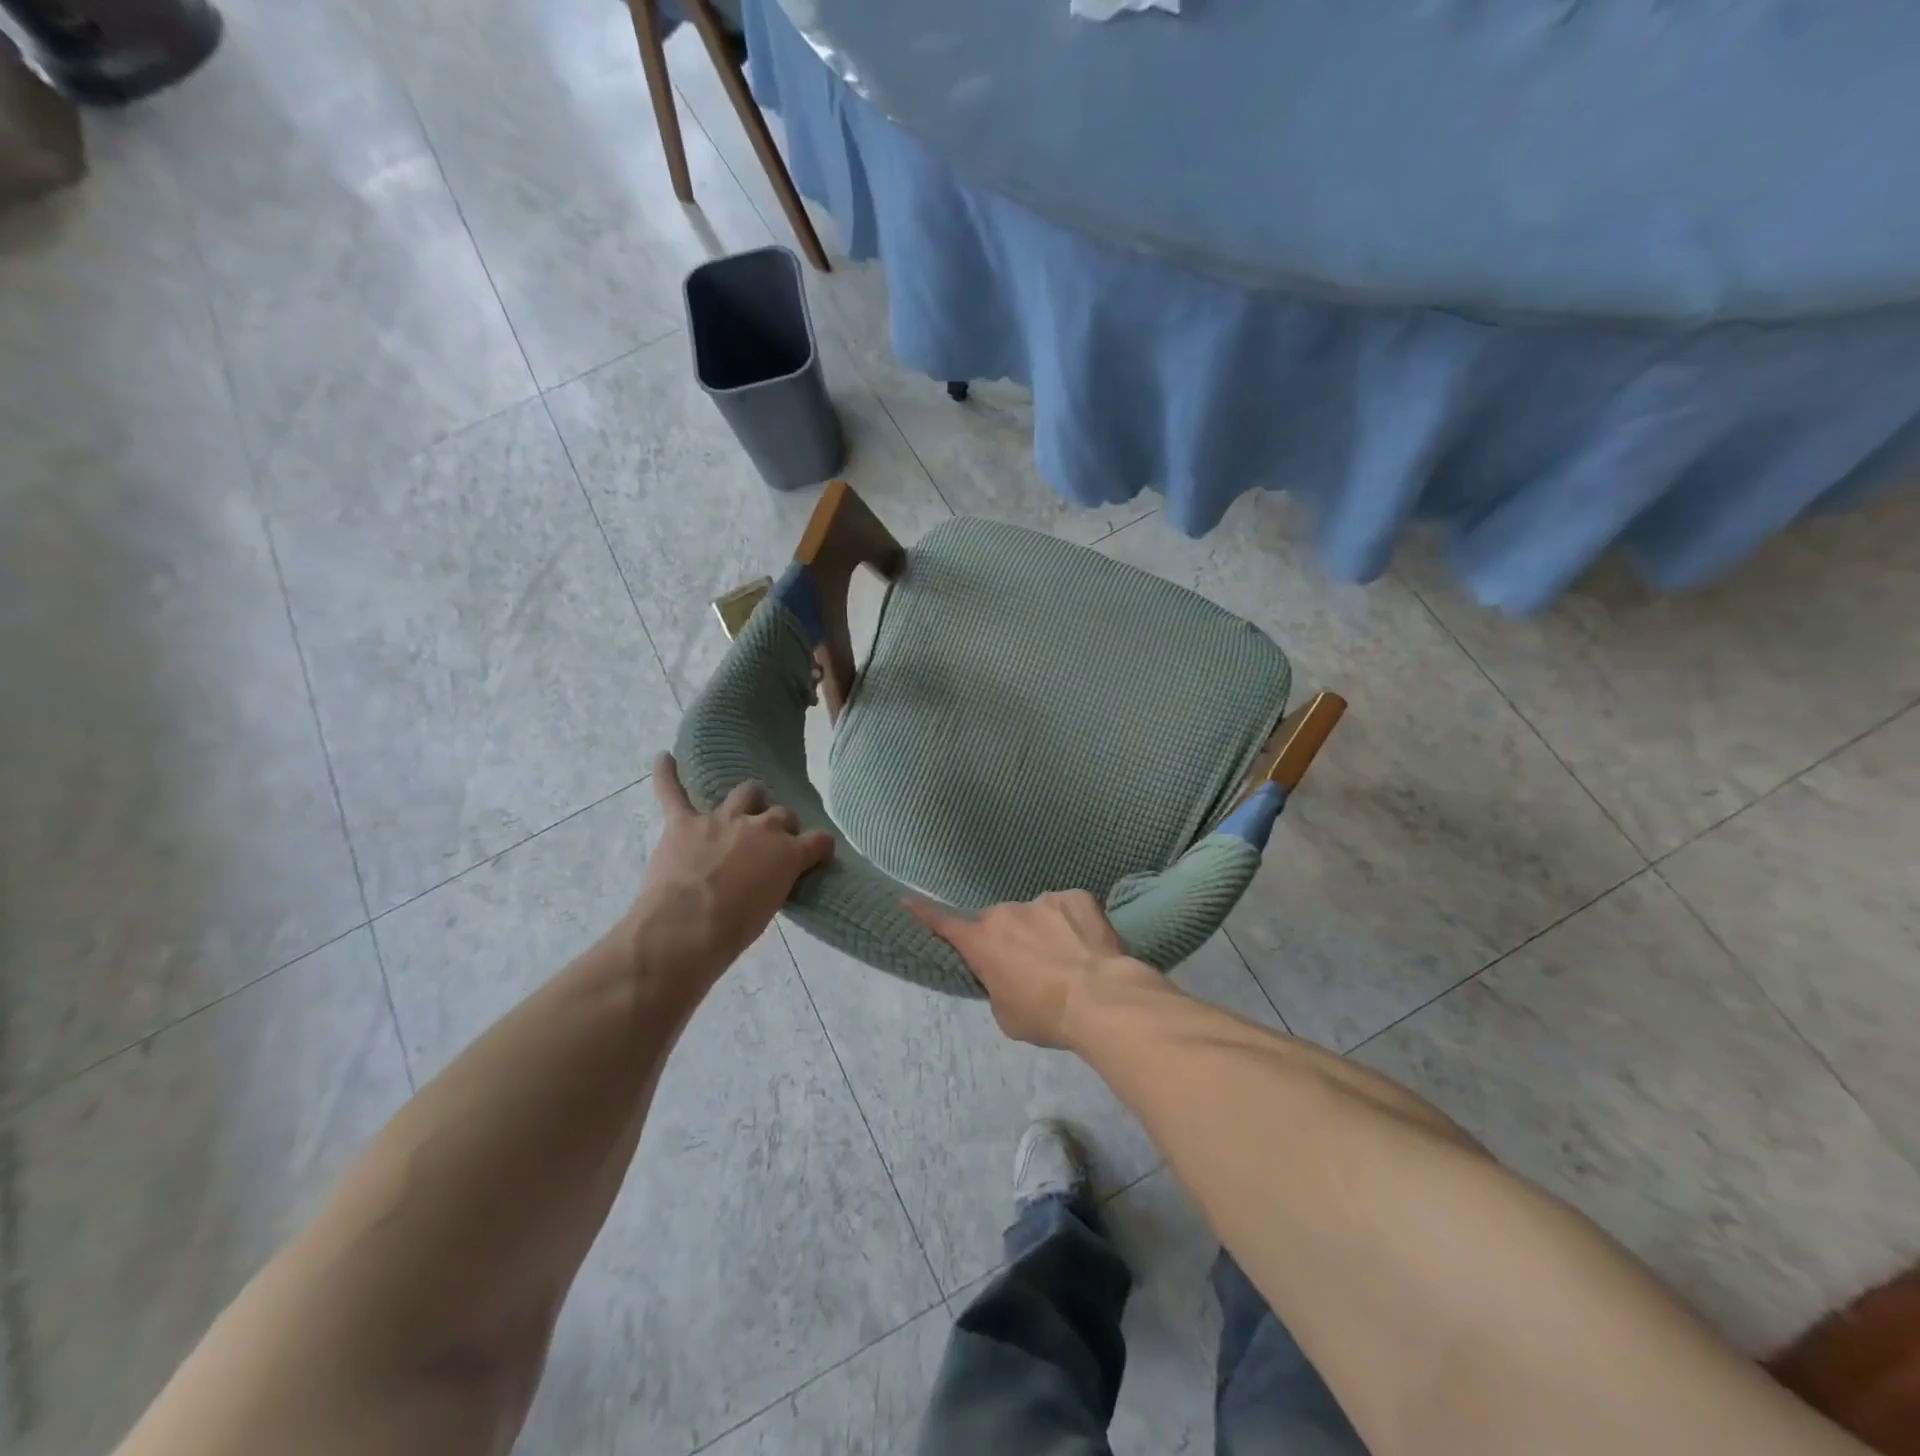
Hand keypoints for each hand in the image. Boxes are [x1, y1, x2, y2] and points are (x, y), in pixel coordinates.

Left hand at [627, 754, 834, 991]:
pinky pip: (673, 792)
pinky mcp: (684, 823)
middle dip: (781, 825)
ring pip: (746, 792)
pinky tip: (664, 759)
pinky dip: (667, 775)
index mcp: (789, 853)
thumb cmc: (733, 931)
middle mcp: (761, 827)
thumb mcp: (771, 907)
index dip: (819, 847)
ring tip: (744, 807)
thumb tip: (770, 877)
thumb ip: (776, 881)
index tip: (817, 855)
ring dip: (749, 799)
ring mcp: (722, 820)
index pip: (820, 840)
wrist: (684, 931)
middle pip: (782, 813)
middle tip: (770, 844)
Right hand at [905, 891, 1158, 1048]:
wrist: (1102, 999)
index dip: (924, 914)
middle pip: (1000, 923)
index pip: (944, 924)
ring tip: (1069, 960)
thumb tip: (1005, 973)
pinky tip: (1089, 946)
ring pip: (1036, 914)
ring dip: (1044, 931)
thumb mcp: (1006, 1014)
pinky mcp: (1077, 896)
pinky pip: (1068, 908)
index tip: (906, 901)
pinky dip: (1074, 924)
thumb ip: (996, 985)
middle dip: (1009, 938)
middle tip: (1031, 966)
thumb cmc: (1046, 1015)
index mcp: (983, 941)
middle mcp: (1006, 913)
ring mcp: (1043, 900)